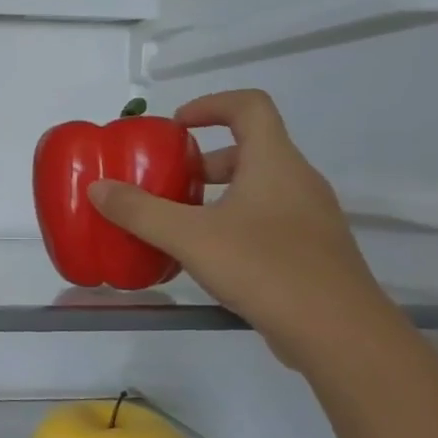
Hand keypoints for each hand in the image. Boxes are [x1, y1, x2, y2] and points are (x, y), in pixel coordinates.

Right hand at [88, 89, 397, 368]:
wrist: (338, 332)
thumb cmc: (264, 268)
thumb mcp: (190, 237)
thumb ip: (140, 211)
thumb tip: (98, 188)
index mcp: (274, 162)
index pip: (249, 106)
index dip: (211, 104)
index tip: (176, 125)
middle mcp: (298, 181)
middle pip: (251, 149)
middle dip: (204, 161)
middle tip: (168, 182)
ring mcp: (310, 217)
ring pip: (259, 188)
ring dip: (217, 194)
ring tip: (180, 222)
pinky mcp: (312, 251)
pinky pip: (268, 220)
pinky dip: (234, 223)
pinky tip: (210, 257)